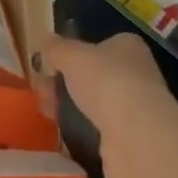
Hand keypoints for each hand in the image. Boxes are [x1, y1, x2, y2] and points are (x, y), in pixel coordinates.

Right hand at [37, 32, 175, 177]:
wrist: (136, 137)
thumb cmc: (105, 81)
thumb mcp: (71, 55)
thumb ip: (56, 47)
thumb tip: (44, 39)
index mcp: (128, 47)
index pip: (99, 44)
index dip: (73, 52)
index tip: (50, 62)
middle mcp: (136, 74)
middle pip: (92, 75)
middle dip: (64, 82)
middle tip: (41, 89)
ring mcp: (134, 108)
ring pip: (92, 102)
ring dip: (68, 105)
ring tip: (45, 110)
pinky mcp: (129, 138)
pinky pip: (96, 128)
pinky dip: (79, 128)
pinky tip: (61, 130)